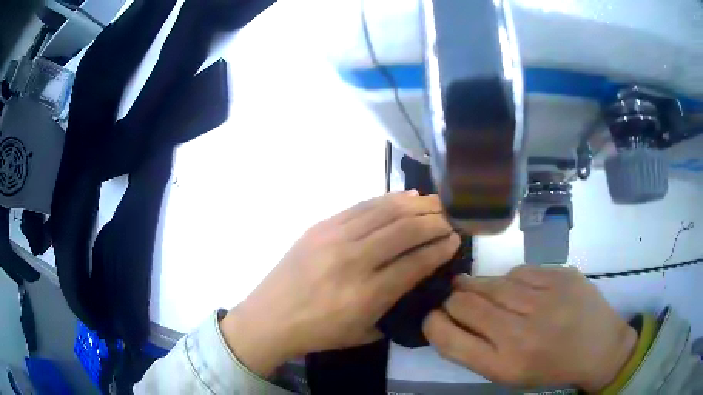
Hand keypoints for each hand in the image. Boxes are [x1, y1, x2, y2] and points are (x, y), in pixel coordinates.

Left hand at [221, 192, 460, 376]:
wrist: (270, 317)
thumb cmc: (319, 332)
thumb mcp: (364, 332)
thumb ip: (395, 306)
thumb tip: (418, 277)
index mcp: (367, 294)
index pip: (416, 262)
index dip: (441, 248)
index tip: (455, 240)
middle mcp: (353, 261)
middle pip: (405, 230)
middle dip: (434, 221)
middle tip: (450, 218)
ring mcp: (334, 238)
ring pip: (385, 211)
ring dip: (415, 205)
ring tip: (435, 202)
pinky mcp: (320, 226)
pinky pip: (361, 206)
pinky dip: (387, 200)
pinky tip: (404, 198)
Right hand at [423, 266, 637, 391]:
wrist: (599, 348)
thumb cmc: (550, 368)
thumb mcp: (508, 374)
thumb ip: (475, 350)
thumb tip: (447, 318)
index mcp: (504, 364)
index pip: (448, 338)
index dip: (433, 323)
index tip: (434, 317)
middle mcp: (521, 333)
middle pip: (464, 303)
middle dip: (452, 300)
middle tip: (456, 299)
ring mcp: (545, 299)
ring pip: (490, 282)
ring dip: (477, 285)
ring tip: (479, 288)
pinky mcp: (561, 276)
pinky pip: (520, 271)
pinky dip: (511, 280)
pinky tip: (518, 289)